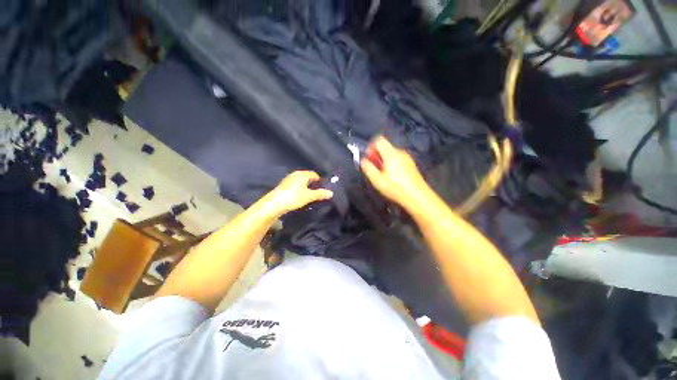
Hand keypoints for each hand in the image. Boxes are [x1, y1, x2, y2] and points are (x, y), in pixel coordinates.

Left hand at [263, 171, 333, 216]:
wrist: (274, 203)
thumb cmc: (294, 197)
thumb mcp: (309, 196)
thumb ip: (320, 194)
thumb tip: (331, 193)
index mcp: (303, 174)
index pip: (315, 174)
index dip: (320, 181)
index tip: (323, 188)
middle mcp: (296, 174)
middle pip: (308, 177)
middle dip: (313, 184)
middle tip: (318, 192)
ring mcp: (289, 179)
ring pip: (301, 181)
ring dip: (306, 186)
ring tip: (310, 195)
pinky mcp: (284, 185)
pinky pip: (296, 184)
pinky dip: (300, 188)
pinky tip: (300, 196)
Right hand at [360, 136, 429, 207]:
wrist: (417, 196)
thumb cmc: (395, 188)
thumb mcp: (377, 180)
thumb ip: (368, 168)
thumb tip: (363, 160)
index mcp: (391, 154)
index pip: (379, 140)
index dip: (371, 146)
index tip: (368, 157)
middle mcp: (400, 152)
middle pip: (385, 147)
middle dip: (376, 155)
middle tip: (373, 167)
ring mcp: (407, 158)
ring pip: (391, 153)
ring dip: (383, 160)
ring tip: (381, 173)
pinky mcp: (411, 164)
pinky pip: (398, 158)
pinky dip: (391, 163)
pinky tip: (391, 175)